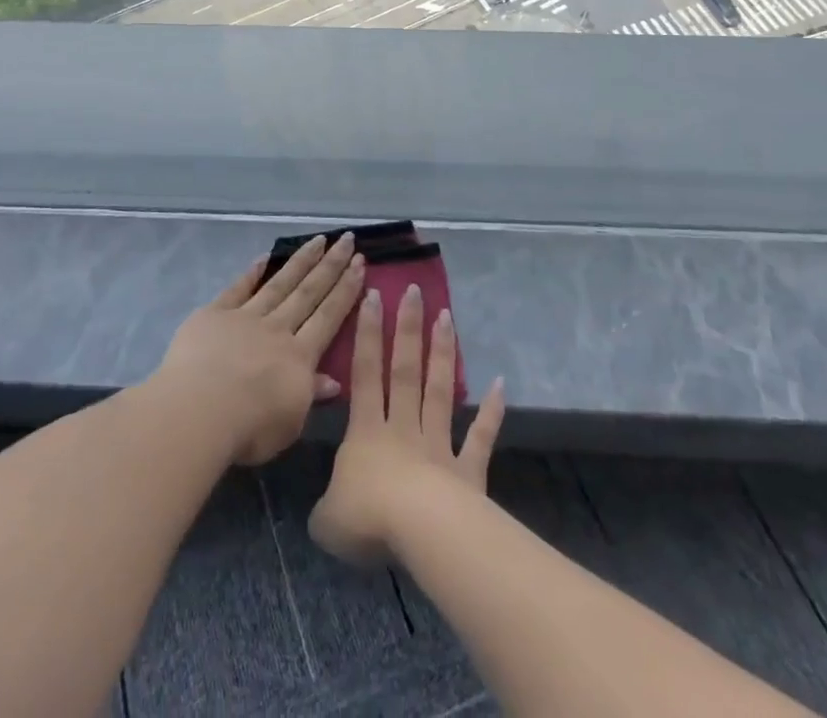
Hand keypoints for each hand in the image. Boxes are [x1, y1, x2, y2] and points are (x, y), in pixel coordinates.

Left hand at [154, 233, 365, 465]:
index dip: (346, 290)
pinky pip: (238, 288)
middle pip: (308, 292)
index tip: (360, 264)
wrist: (198, 411)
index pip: (329, 316)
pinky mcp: (215, 314)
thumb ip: (310, 396)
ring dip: (301, 261)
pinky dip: (252, 272)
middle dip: (330, 265)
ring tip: (318, 239)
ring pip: (279, 283)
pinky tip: (265, 257)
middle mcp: (277, 329)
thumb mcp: (290, 424)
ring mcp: (246, 317)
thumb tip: (333, 380)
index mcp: (299, 357)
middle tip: (347, 240)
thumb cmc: (248, 428)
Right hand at [309, 285, 504, 567]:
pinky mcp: (468, 471)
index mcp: (365, 433)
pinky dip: (491, 412)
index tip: (374, 296)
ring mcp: (438, 446)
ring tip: (447, 317)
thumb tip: (327, 510)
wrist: (421, 535)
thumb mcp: (327, 519)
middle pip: (405, 370)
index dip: (367, 335)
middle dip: (408, 329)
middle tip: (415, 291)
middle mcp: (402, 429)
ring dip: (442, 354)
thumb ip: (326, 507)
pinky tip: (499, 384)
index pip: (365, 374)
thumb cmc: (367, 518)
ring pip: (439, 391)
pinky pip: (479, 437)